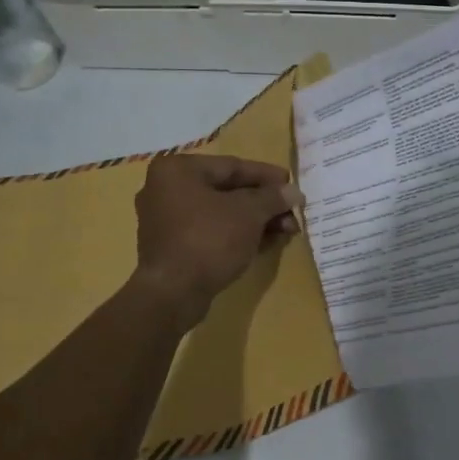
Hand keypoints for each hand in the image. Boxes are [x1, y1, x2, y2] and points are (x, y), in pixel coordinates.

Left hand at [131, 154, 295, 327]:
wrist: (173, 293)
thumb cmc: (209, 240)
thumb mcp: (248, 213)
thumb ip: (273, 197)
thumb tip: (293, 191)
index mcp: (177, 170)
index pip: (232, 166)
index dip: (267, 176)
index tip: (292, 185)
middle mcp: (165, 189)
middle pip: (226, 191)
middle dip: (264, 203)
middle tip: (292, 213)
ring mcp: (166, 220)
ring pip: (220, 214)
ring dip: (255, 221)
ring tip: (286, 231)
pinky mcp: (172, 247)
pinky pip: (210, 232)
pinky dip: (237, 235)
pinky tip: (265, 243)